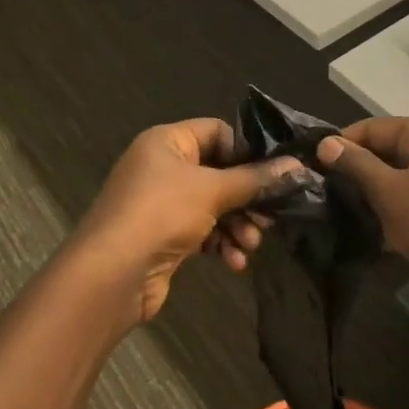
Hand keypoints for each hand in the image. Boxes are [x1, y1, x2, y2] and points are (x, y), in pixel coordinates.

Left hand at [73, 119, 309, 325]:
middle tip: (271, 216)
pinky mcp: (165, 236)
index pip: (217, 132)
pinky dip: (221, 243)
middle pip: (219, 172)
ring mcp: (162, 203)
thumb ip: (255, 179)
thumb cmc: (161, 214)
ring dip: (238, 224)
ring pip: (214, 205)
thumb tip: (297, 166)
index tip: (274, 173)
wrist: (111, 276)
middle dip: (247, 197)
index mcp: (167, 142)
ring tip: (252, 244)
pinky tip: (235, 262)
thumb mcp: (212, 190)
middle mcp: (163, 167)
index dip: (247, 150)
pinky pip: (202, 231)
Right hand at [315, 118, 408, 328]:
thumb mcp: (390, 193)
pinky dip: (407, 211)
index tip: (315, 165)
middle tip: (331, 194)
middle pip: (395, 150)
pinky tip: (389, 236)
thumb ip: (357, 165)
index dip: (344, 143)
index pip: (377, 126)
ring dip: (384, 195)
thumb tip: (328, 143)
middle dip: (364, 171)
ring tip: (356, 216)